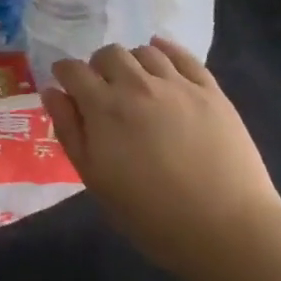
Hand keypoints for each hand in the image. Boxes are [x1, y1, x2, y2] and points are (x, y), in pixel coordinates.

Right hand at [43, 38, 280, 274]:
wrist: (228, 231)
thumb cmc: (152, 216)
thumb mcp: (96, 181)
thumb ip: (70, 131)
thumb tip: (52, 92)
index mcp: (105, 108)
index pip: (74, 70)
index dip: (64, 73)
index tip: (66, 84)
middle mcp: (137, 85)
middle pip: (109, 54)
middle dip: (98, 66)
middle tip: (103, 89)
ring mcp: (177, 84)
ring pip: (145, 51)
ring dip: (132, 61)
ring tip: (135, 81)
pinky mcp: (210, 91)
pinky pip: (183, 56)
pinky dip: (166, 49)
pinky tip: (161, 56)